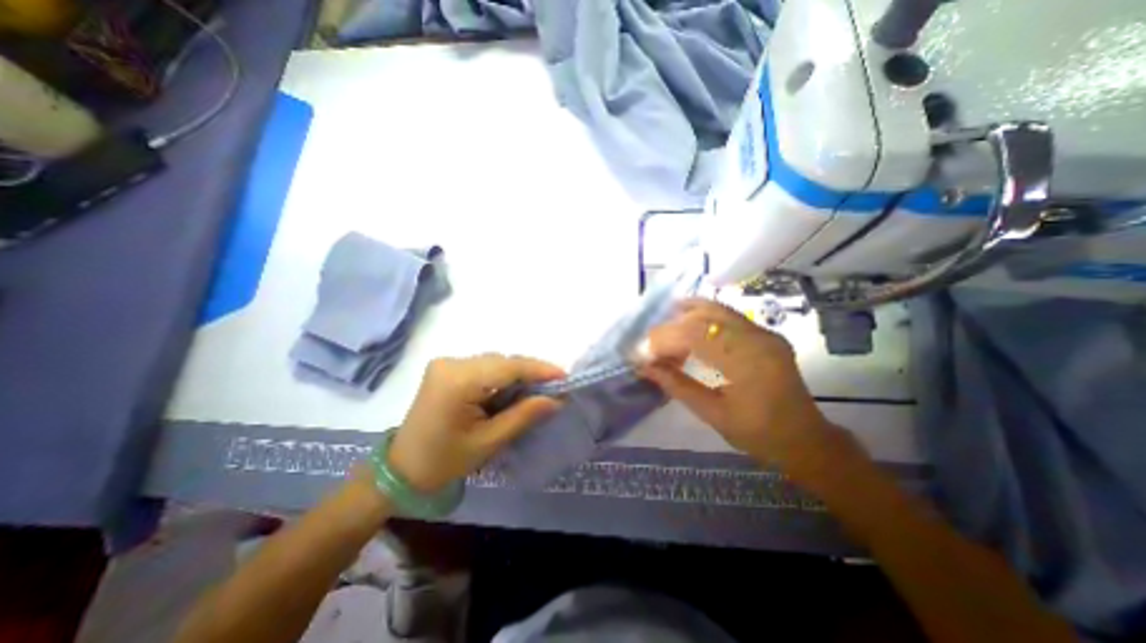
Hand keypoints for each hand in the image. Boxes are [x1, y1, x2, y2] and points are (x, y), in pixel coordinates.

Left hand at [385, 357, 562, 492]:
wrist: (401, 470)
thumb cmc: (444, 461)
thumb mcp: (489, 441)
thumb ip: (524, 415)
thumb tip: (556, 399)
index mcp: (458, 381)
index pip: (508, 367)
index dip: (539, 369)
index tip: (565, 377)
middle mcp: (451, 363)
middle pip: (502, 361)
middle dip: (530, 372)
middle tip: (554, 387)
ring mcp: (447, 363)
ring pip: (494, 362)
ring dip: (517, 374)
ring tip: (537, 390)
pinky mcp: (447, 369)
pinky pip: (484, 367)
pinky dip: (502, 376)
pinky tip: (512, 390)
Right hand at [643, 299, 839, 468]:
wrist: (805, 438)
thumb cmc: (759, 434)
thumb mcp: (713, 414)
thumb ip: (677, 385)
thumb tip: (644, 367)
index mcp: (749, 362)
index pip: (696, 335)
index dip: (663, 340)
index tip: (641, 354)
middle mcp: (758, 337)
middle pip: (704, 316)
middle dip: (670, 327)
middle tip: (649, 344)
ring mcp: (763, 331)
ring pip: (714, 309)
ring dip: (683, 316)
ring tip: (661, 331)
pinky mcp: (762, 332)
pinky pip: (725, 315)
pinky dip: (700, 317)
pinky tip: (684, 321)